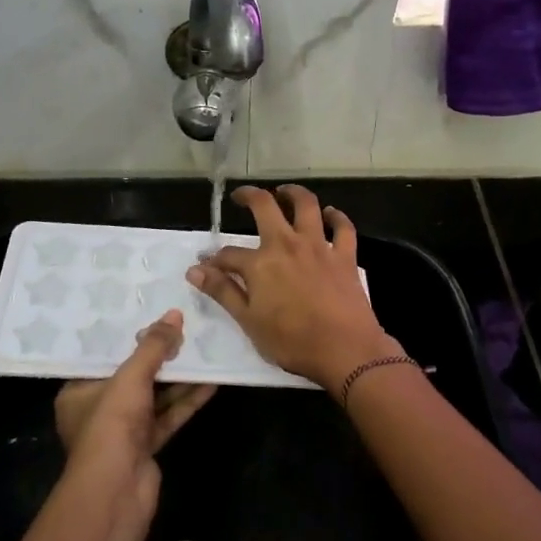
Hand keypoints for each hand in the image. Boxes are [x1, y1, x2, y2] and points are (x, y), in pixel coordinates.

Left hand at [54, 310, 216, 514]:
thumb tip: (174, 314)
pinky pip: (167, 417)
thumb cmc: (111, 425)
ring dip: (178, 379)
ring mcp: (123, 431)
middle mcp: (98, 410)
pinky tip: (210, 384)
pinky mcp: (146, 447)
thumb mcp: (130, 377)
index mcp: (78, 392)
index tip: (153, 319)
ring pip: (154, 397)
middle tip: (185, 331)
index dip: (129, 340)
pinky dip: (186, 401)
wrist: (116, 493)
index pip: (104, 358)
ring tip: (204, 351)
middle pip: (133, 377)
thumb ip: (153, 347)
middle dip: (160, 358)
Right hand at [186, 185, 403, 393]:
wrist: (345, 349)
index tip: (206, 265)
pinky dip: (336, 216)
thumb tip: (194, 270)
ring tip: (284, 191)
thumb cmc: (292, 341)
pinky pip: (342, 227)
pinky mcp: (344, 255)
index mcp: (260, 263)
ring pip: (306, 205)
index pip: (229, 254)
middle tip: (241, 196)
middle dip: (250, 196)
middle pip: (265, 207)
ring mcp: (318, 246)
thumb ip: (223, 292)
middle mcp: (287, 244)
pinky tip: (329, 213)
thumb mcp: (248, 321)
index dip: (214, 259)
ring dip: (293, 193)